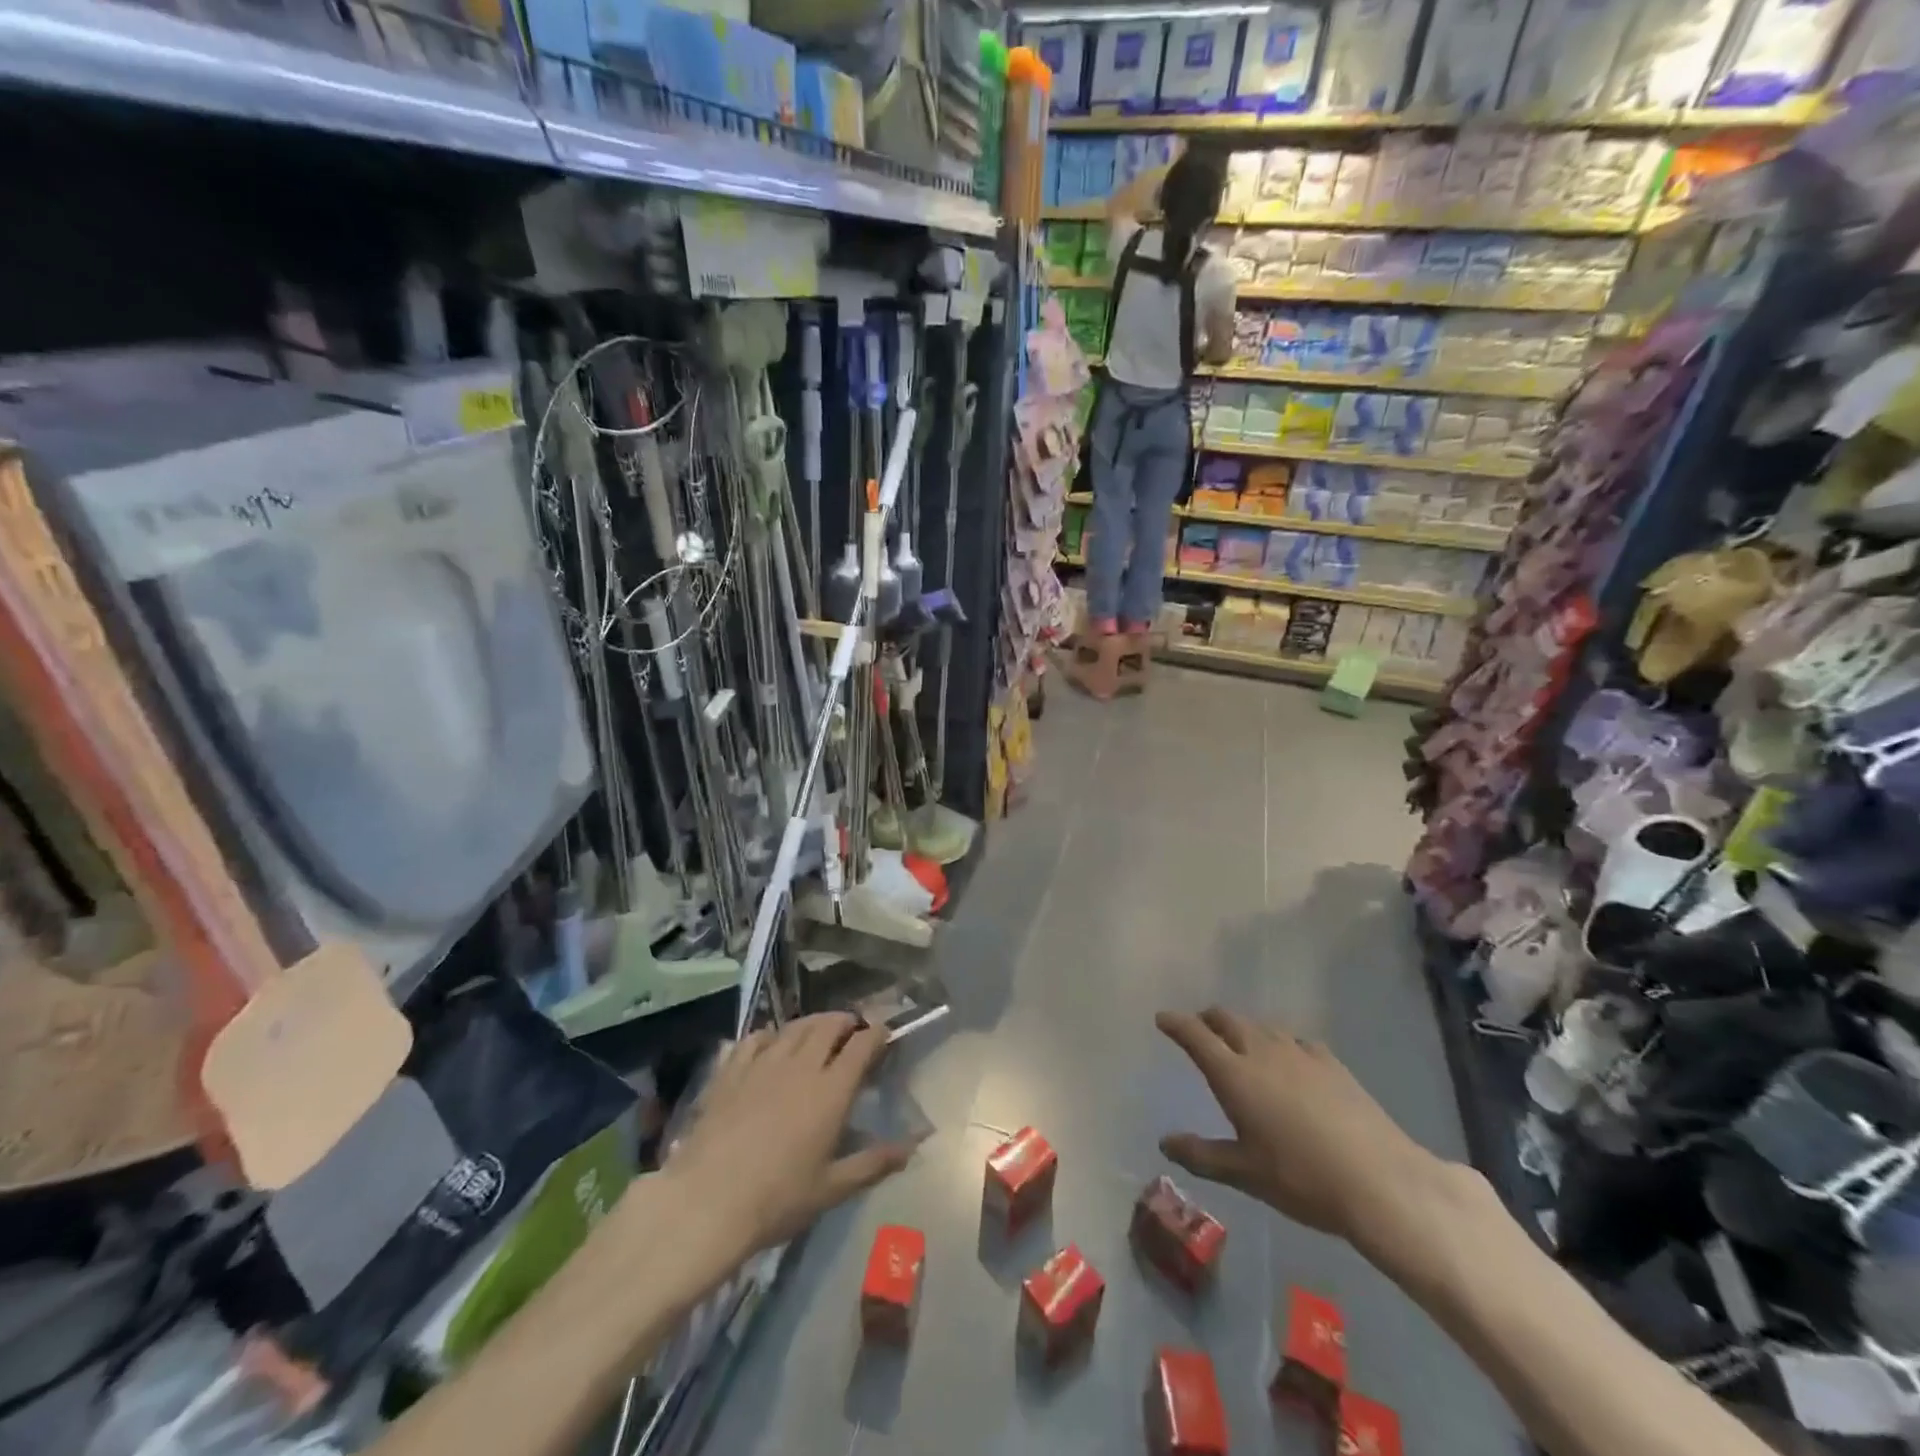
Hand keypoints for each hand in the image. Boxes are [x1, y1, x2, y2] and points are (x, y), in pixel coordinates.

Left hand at [660, 1014, 914, 1260]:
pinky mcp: (732, 1070)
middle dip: (846, 1021)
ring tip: (818, 1031)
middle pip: (829, 1025)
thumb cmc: (777, 1199)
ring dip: (813, 1023)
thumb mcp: (832, 1188)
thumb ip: (874, 1162)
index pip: (862, 1044)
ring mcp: (764, 1063)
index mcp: (831, 1090)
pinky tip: (770, 1044)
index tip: (884, 1034)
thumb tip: (913, 1146)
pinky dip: (771, 1035)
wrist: (707, 1202)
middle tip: (852, 1030)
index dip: (877, 1033)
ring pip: (795, 1026)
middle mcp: (801, 1066)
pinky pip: (756, 1038)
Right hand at [1156, 1008, 1449, 1247]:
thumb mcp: (1245, 1173)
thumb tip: (1164, 1142)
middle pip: (1227, 1019)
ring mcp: (1299, 1053)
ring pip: (1261, 1026)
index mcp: (1234, 1075)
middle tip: (1199, 1030)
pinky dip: (1279, 1042)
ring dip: (1243, 1028)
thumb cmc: (1301, 1179)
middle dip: (1207, 1020)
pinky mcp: (1331, 1062)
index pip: (1195, 1035)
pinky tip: (1289, 1061)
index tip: (1162, 1019)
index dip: (1175, 1023)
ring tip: (1240, 1045)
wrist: (1379, 1180)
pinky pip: (1294, 1040)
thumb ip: (1201, 1155)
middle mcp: (1261, 1052)